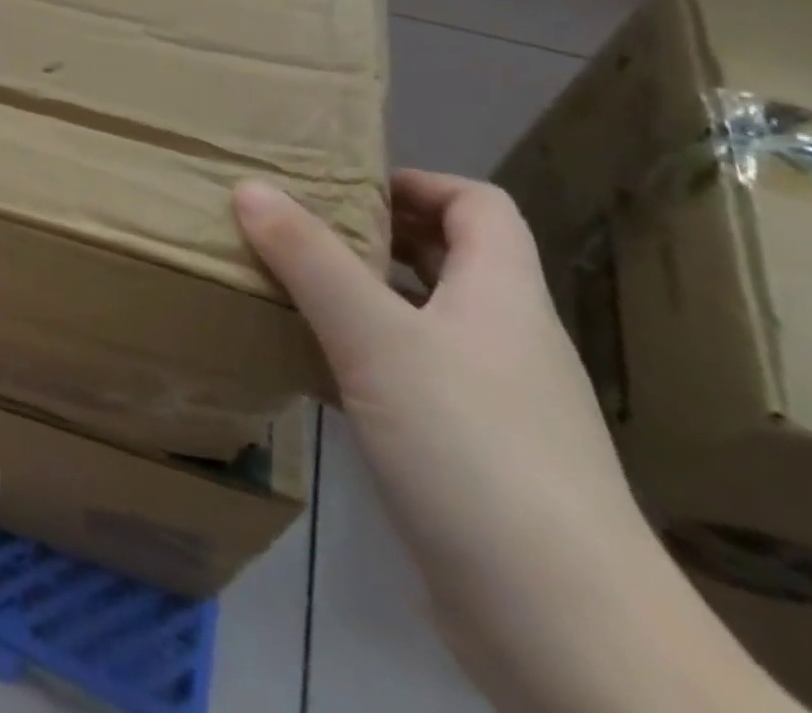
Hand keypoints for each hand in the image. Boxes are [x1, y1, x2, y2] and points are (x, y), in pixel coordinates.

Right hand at [233, 173, 790, 712]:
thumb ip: (310, 260)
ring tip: (280, 281)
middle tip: (291, 223)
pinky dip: (351, 355)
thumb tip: (249, 187)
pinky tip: (300, 362)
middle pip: (442, 259)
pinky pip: (399, 377)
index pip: (478, 206)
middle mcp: (500, 339)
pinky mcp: (460, 453)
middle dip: (369, 234)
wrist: (562, 629)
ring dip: (353, 295)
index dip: (416, 182)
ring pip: (413, 319)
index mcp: (501, 296)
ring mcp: (485, 400)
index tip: (340, 183)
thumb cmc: (473, 449)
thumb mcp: (377, 339)